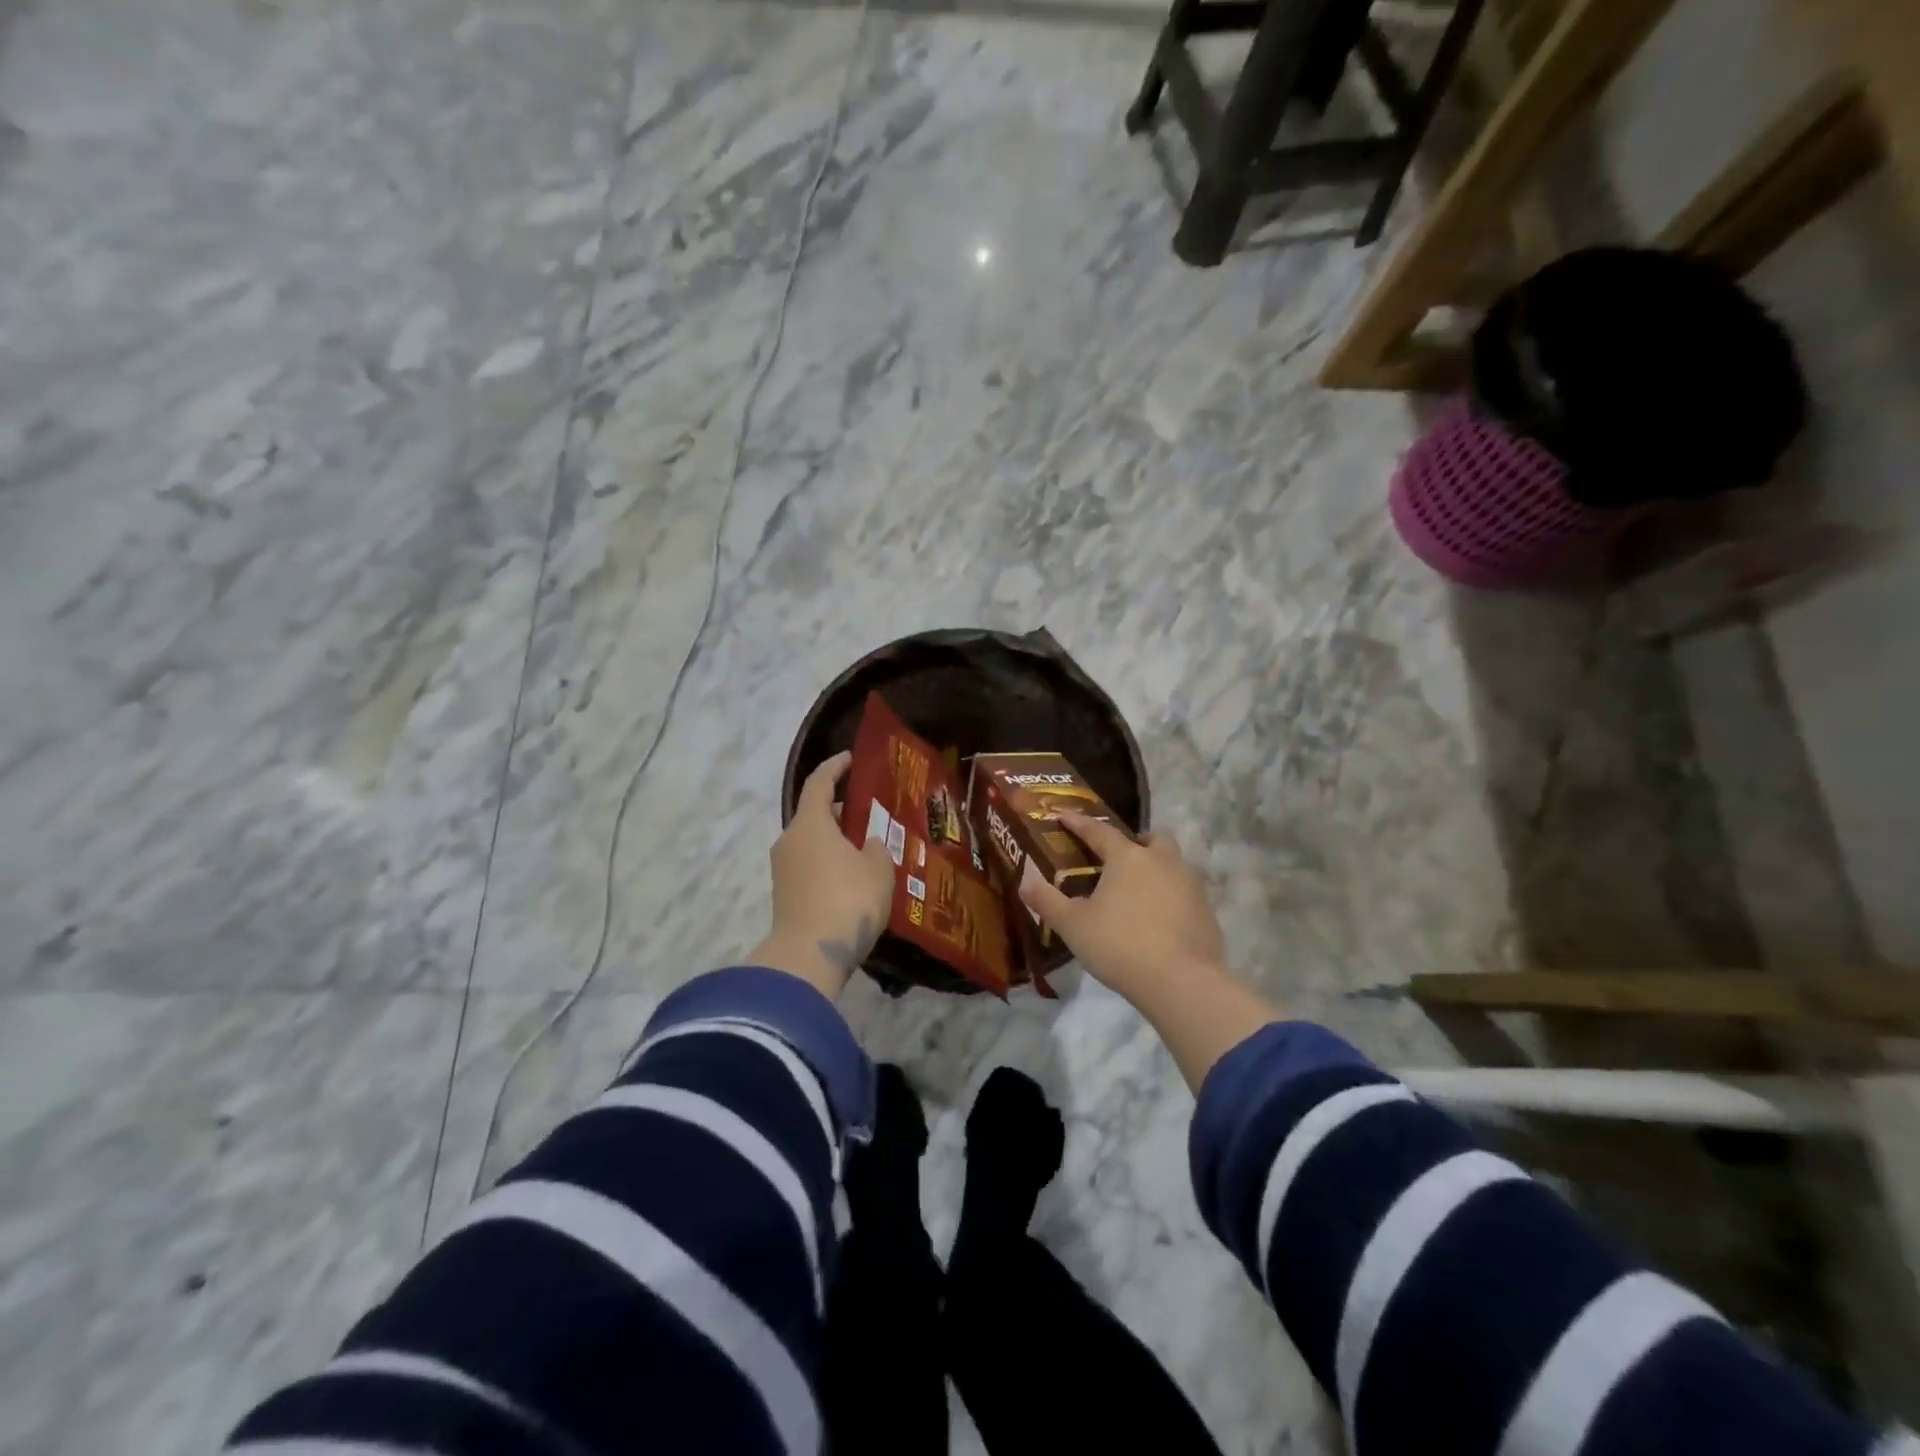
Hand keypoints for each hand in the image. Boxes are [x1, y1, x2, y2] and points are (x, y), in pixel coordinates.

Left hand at [750, 751, 895, 998]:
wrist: (809, 956)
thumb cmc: (848, 900)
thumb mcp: (878, 868)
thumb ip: (877, 848)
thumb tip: (869, 844)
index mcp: (810, 823)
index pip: (819, 783)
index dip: (835, 767)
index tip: (850, 759)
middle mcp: (790, 840)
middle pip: (814, 815)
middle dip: (841, 810)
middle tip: (870, 812)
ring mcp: (783, 870)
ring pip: (812, 843)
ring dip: (836, 841)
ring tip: (867, 847)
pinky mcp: (785, 896)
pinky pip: (810, 867)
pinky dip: (829, 864)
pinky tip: (853, 877)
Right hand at [1019, 812, 1227, 1001]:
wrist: (1181, 981)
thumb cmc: (1119, 945)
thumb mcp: (1073, 925)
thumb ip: (1048, 902)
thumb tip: (1026, 884)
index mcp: (1128, 858)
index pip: (1099, 831)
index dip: (1079, 823)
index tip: (1063, 815)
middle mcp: (1163, 861)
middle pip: (1153, 839)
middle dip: (1137, 842)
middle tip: (1120, 859)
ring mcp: (1190, 885)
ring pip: (1174, 863)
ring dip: (1158, 868)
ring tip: (1140, 891)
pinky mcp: (1207, 911)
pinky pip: (1186, 892)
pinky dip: (1172, 897)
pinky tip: (1160, 919)